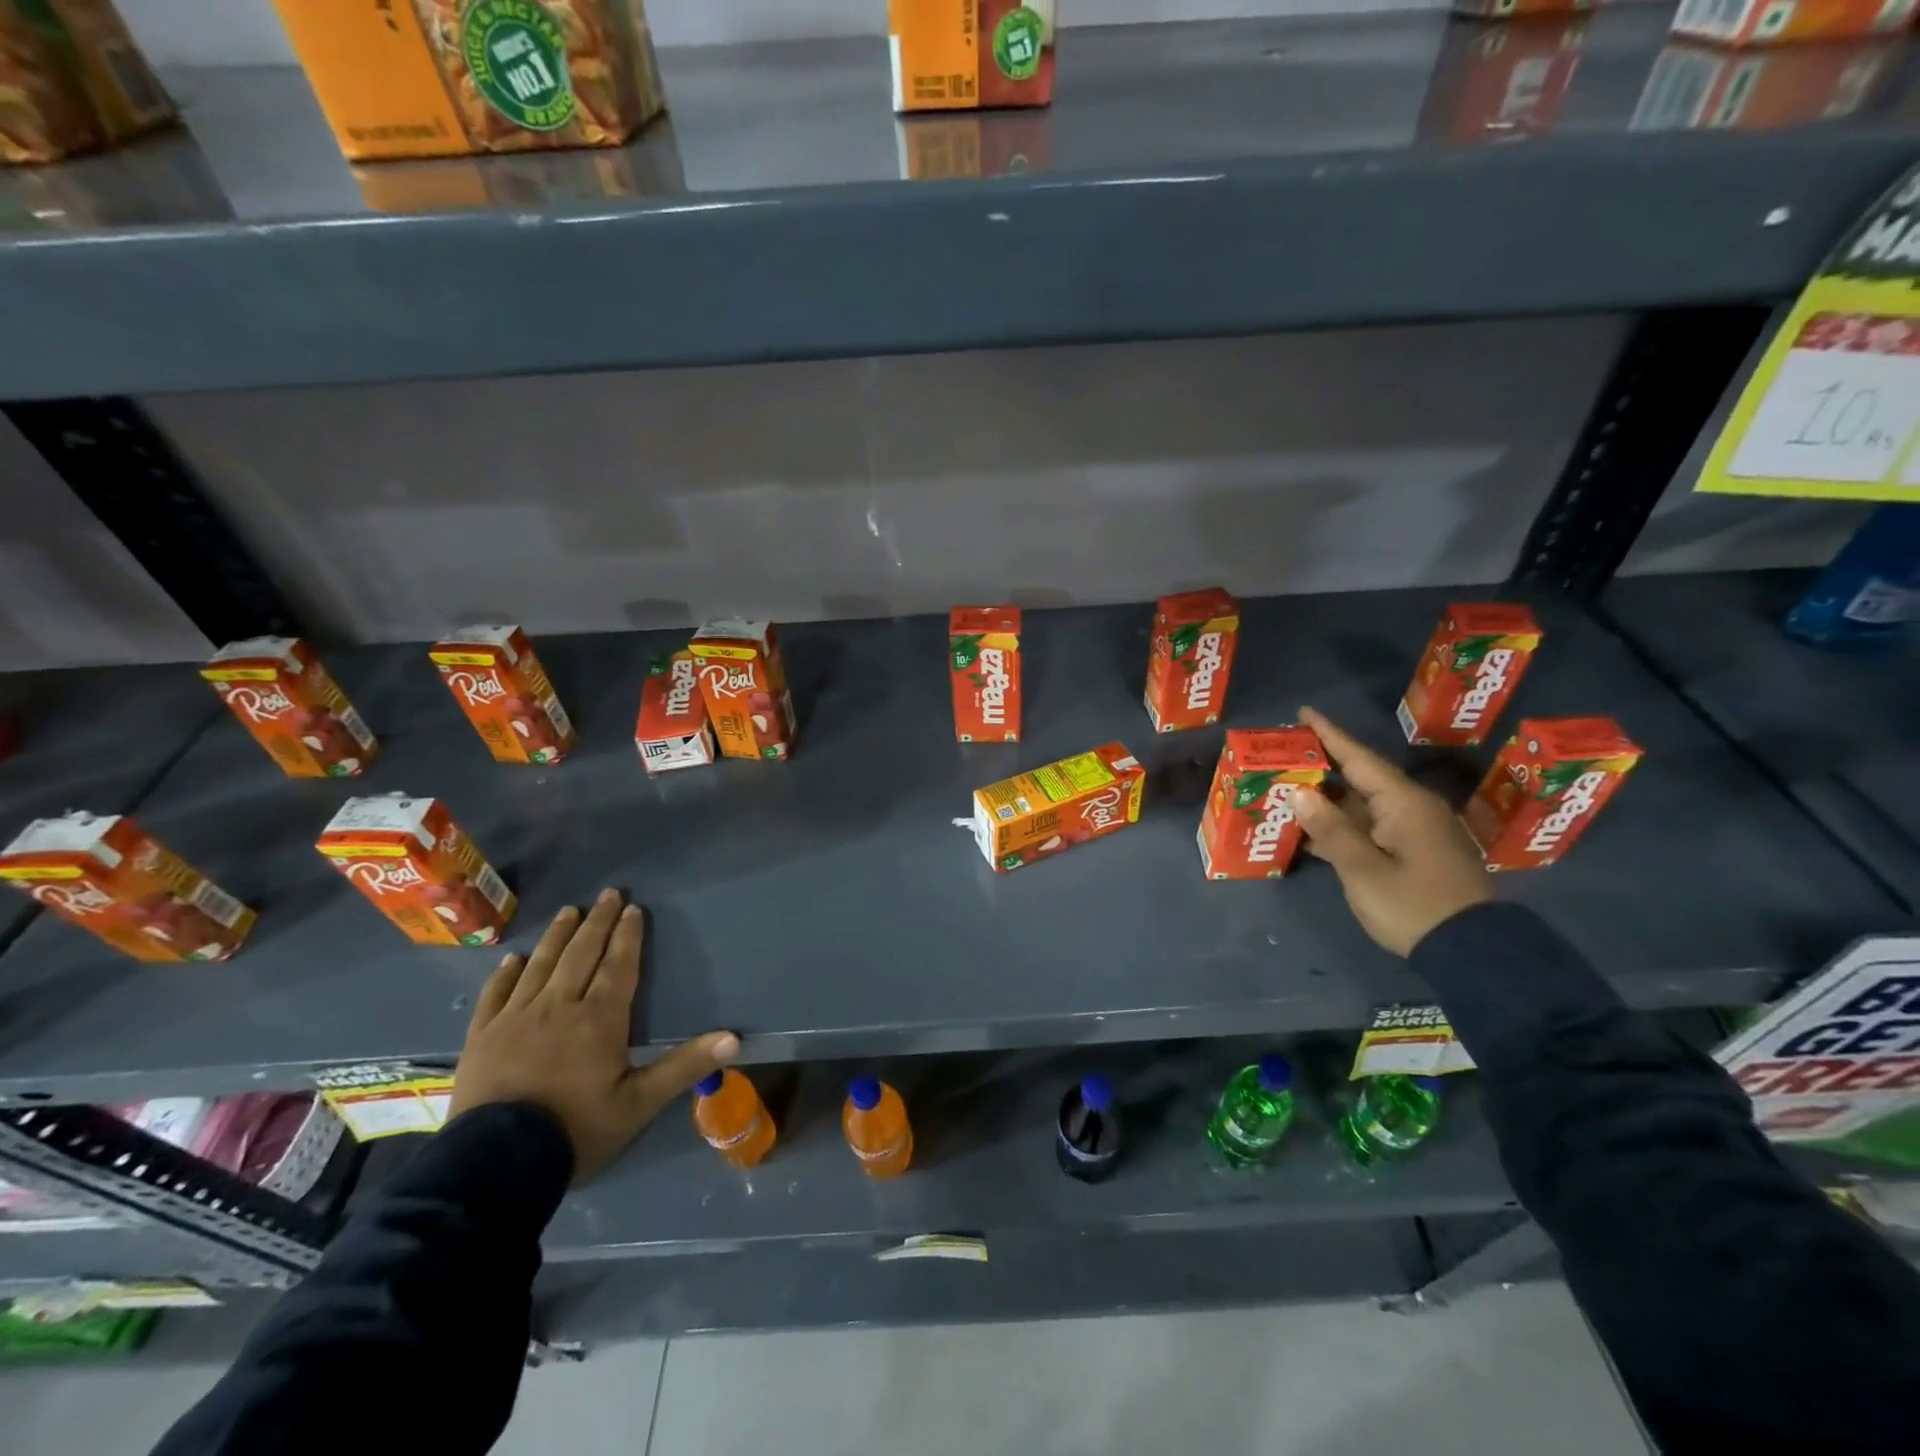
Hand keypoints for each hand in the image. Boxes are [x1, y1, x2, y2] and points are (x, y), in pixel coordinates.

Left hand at [448, 889, 738, 1183]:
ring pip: (542, 965)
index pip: (618, 966)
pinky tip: (515, 959)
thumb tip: (734, 1038)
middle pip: (581, 954)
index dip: (628, 936)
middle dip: (597, 923)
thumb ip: (684, 1066)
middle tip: (608, 894)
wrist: (495, 1165)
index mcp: (598, 1018)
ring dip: (558, 936)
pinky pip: (496, 994)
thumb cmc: (576, 1129)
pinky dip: (508, 973)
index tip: (633, 908)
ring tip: (569, 911)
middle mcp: (559, 1006)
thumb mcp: (639, 1103)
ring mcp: (515, 1018)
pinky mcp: (482, 1037)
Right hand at [1288, 707, 1491, 956]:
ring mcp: (1414, 833)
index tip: (1303, 713)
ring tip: (1288, 788)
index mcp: (1404, 804)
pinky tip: (1311, 831)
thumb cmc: (1413, 905)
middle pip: (1359, 779)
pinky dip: (1340, 825)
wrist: (1470, 951)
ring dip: (1327, 800)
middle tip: (1285, 753)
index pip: (1359, 759)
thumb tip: (1299, 792)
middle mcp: (1411, 809)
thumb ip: (1330, 829)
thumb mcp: (1363, 869)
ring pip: (1362, 806)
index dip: (1329, 735)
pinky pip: (1369, 828)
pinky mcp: (1413, 854)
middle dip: (1322, 766)